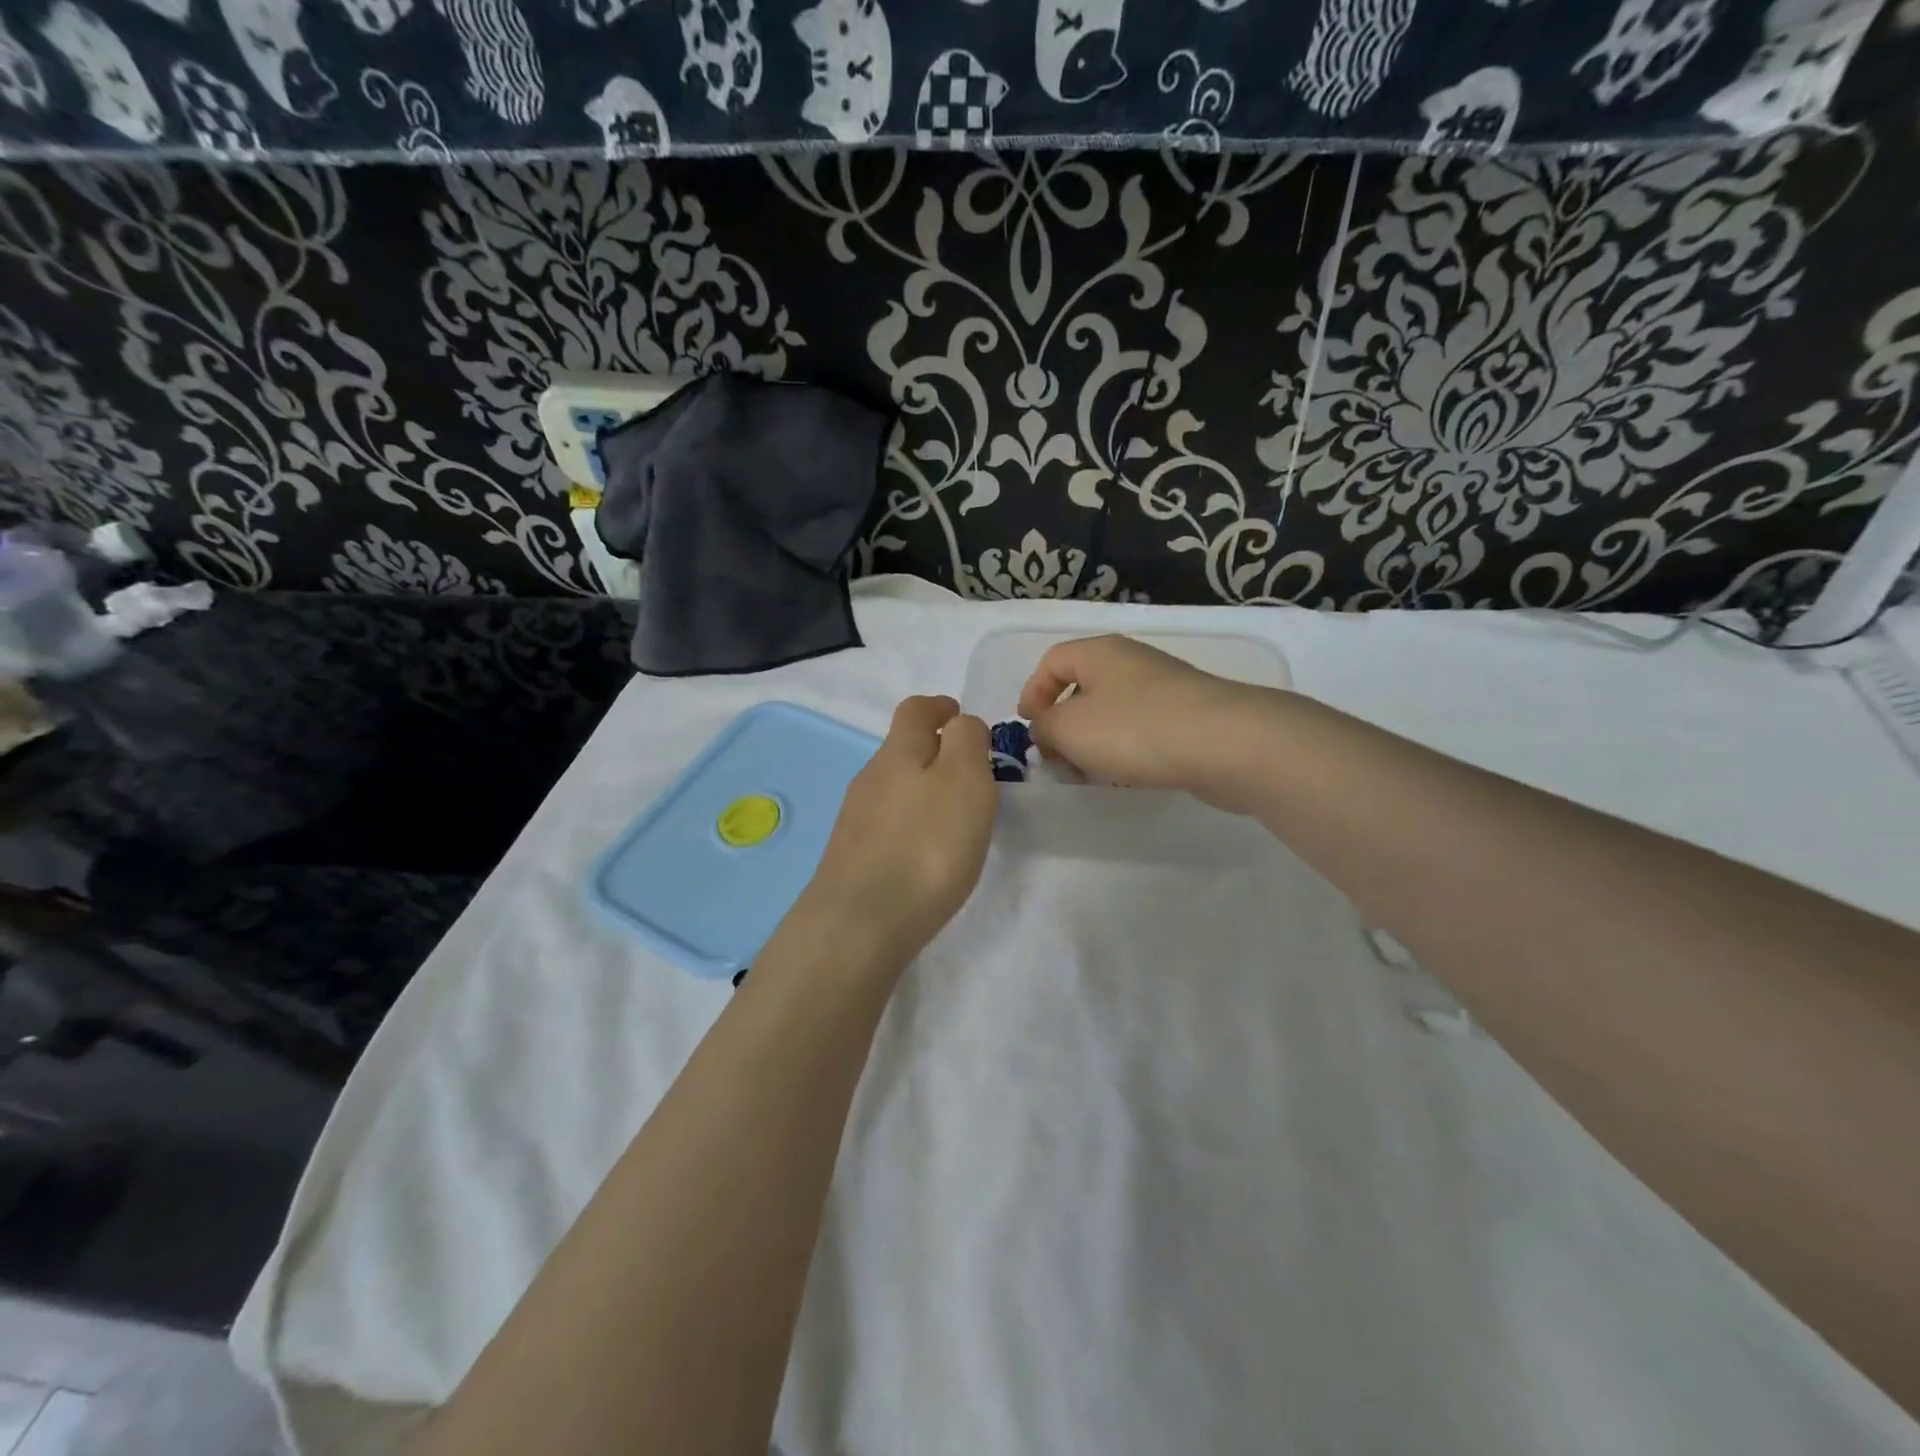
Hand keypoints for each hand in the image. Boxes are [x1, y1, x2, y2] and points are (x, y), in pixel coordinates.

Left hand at [801, 695, 996, 962]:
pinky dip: (911, 823)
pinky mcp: (852, 855)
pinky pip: (887, 822)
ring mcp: (856, 818)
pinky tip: (925, 850)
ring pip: (894, 787)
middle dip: (935, 751)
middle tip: (972, 775)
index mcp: (898, 751)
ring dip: (923, 789)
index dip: (940, 706)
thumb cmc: (926, 845)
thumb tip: (960, 724)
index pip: (915, 709)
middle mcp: (871, 777)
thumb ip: (967, 741)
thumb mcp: (964, 779)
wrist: (861, 923)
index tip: (961, 717)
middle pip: (902, 748)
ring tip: (954, 816)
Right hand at [1016, 635, 1277, 810]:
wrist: (1226, 744)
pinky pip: (1143, 729)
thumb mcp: (1069, 728)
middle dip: (1063, 723)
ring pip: (1114, 711)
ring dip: (1094, 742)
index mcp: (1099, 653)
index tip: (1027, 728)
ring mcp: (1165, 689)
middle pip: (1084, 686)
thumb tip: (1046, 729)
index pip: (1052, 660)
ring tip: (1090, 774)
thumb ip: (1044, 728)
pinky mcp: (1190, 717)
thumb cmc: (1135, 728)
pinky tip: (1128, 776)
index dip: (1032, 691)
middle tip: (1056, 758)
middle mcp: (1132, 662)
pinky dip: (1126, 750)